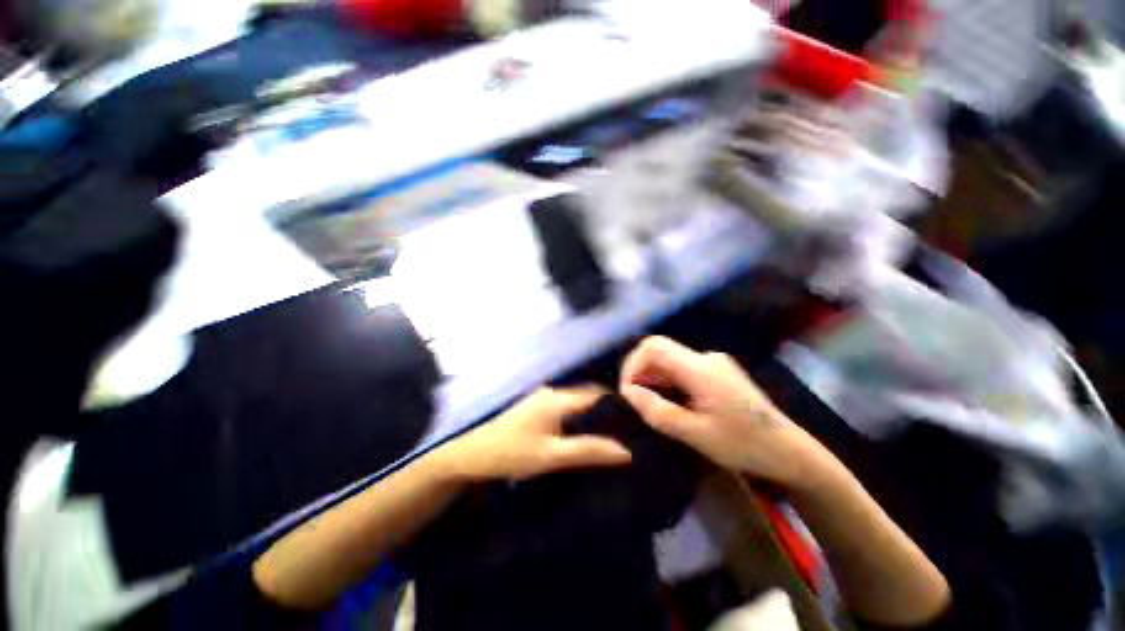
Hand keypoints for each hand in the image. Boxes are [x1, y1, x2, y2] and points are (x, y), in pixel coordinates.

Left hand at [443, 386, 631, 481]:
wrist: (472, 455)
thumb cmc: (512, 454)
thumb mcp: (552, 456)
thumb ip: (588, 450)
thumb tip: (626, 451)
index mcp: (558, 399)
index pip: (596, 394)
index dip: (616, 405)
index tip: (634, 420)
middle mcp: (552, 392)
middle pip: (586, 396)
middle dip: (605, 410)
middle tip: (625, 430)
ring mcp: (541, 398)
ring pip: (575, 402)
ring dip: (590, 414)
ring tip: (609, 433)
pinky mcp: (535, 406)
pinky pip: (564, 407)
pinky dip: (577, 417)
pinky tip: (581, 432)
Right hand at [619, 336, 834, 488]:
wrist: (790, 452)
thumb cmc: (745, 446)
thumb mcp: (697, 435)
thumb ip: (658, 411)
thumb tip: (629, 393)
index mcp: (702, 369)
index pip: (654, 347)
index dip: (633, 364)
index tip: (628, 392)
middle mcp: (706, 357)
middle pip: (659, 351)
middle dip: (640, 373)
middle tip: (636, 402)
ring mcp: (713, 363)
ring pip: (669, 360)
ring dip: (653, 379)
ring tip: (651, 406)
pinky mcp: (716, 371)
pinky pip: (680, 368)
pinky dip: (667, 381)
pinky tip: (670, 402)